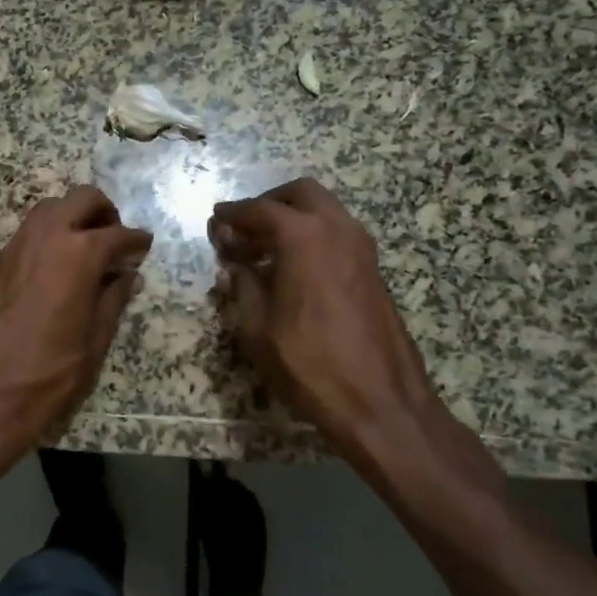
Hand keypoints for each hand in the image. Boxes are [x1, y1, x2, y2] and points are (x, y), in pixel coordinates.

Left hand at [0, 186, 152, 469]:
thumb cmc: (47, 376)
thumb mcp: (94, 343)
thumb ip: (113, 301)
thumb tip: (127, 275)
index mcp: (78, 255)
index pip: (118, 234)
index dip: (136, 241)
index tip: (145, 247)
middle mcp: (46, 237)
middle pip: (82, 199)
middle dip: (105, 212)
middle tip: (116, 241)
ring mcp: (17, 246)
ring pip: (51, 208)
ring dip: (74, 216)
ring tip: (88, 250)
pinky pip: (30, 231)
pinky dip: (51, 233)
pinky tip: (59, 265)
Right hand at [209, 179, 463, 476]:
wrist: (380, 402)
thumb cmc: (309, 364)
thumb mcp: (258, 329)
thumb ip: (242, 289)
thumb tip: (231, 271)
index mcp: (303, 237)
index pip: (260, 210)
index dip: (233, 214)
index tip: (216, 221)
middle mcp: (336, 229)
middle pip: (299, 194)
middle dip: (269, 203)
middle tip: (244, 228)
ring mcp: (362, 248)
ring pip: (324, 210)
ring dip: (293, 218)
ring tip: (265, 251)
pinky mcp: (373, 270)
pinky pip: (338, 234)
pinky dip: (313, 236)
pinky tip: (293, 270)